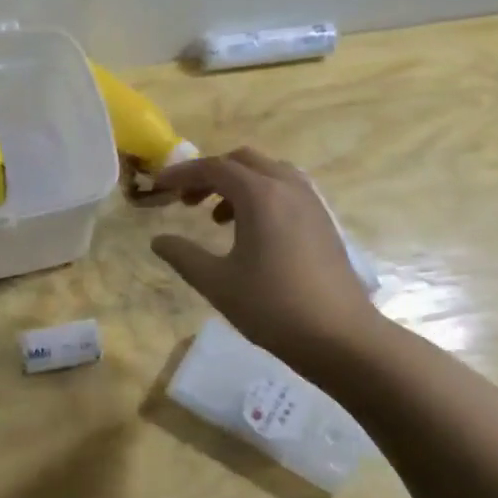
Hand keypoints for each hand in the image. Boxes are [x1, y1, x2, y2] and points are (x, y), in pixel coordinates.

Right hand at [149, 147, 380, 362]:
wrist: (340, 337)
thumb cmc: (272, 307)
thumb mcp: (216, 283)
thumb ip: (182, 255)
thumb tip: (158, 240)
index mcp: (261, 195)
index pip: (214, 167)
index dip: (181, 173)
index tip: (158, 186)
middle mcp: (288, 188)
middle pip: (243, 161)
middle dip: (210, 174)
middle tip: (186, 200)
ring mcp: (311, 203)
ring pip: (268, 172)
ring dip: (237, 183)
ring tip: (216, 217)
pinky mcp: (323, 221)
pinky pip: (286, 190)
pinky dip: (261, 196)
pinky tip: (251, 232)